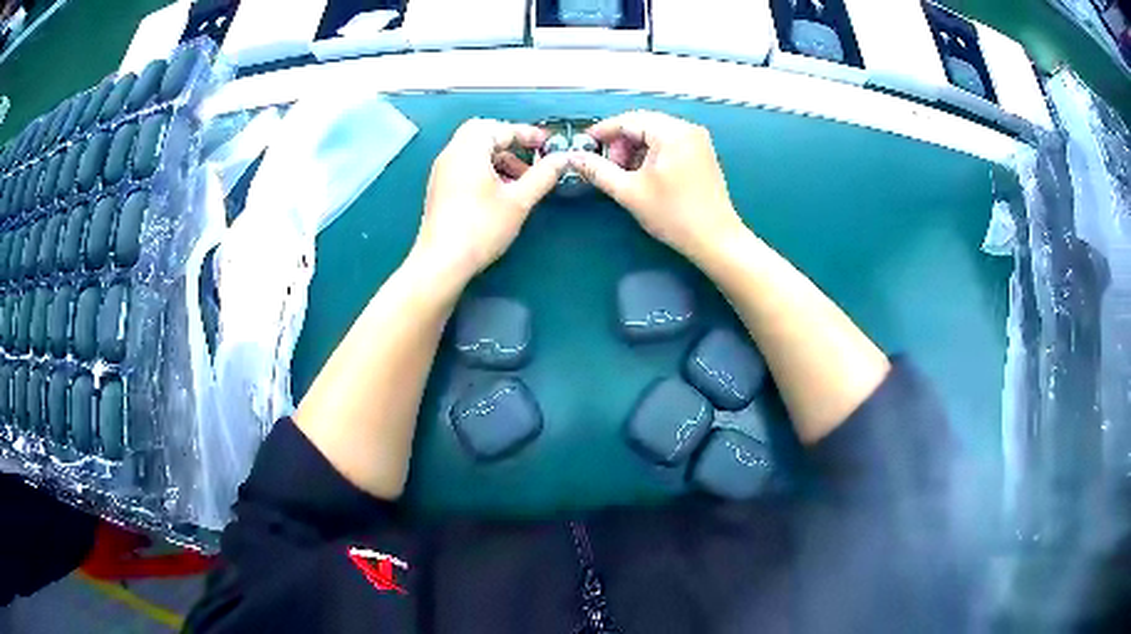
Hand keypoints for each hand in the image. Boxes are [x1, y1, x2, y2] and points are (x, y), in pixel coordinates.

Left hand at [414, 118, 568, 280]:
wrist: (442, 262)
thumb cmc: (482, 227)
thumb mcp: (519, 200)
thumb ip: (543, 175)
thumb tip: (562, 159)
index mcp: (469, 150)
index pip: (501, 129)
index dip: (526, 133)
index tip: (546, 144)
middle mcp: (452, 154)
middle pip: (481, 133)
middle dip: (508, 141)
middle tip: (529, 156)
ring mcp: (442, 171)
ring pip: (472, 150)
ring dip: (497, 157)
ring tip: (520, 180)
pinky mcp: (439, 188)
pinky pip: (464, 165)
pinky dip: (484, 168)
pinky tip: (499, 193)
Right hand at [570, 111, 743, 259]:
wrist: (716, 240)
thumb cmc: (673, 215)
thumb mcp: (629, 192)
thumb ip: (598, 171)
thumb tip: (573, 157)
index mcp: (672, 132)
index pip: (629, 120)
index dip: (603, 131)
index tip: (584, 146)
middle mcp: (688, 129)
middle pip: (643, 124)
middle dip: (621, 143)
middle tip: (608, 166)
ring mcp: (698, 141)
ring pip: (656, 134)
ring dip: (635, 149)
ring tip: (625, 175)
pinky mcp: (703, 155)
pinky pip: (670, 144)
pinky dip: (652, 154)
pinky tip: (645, 175)